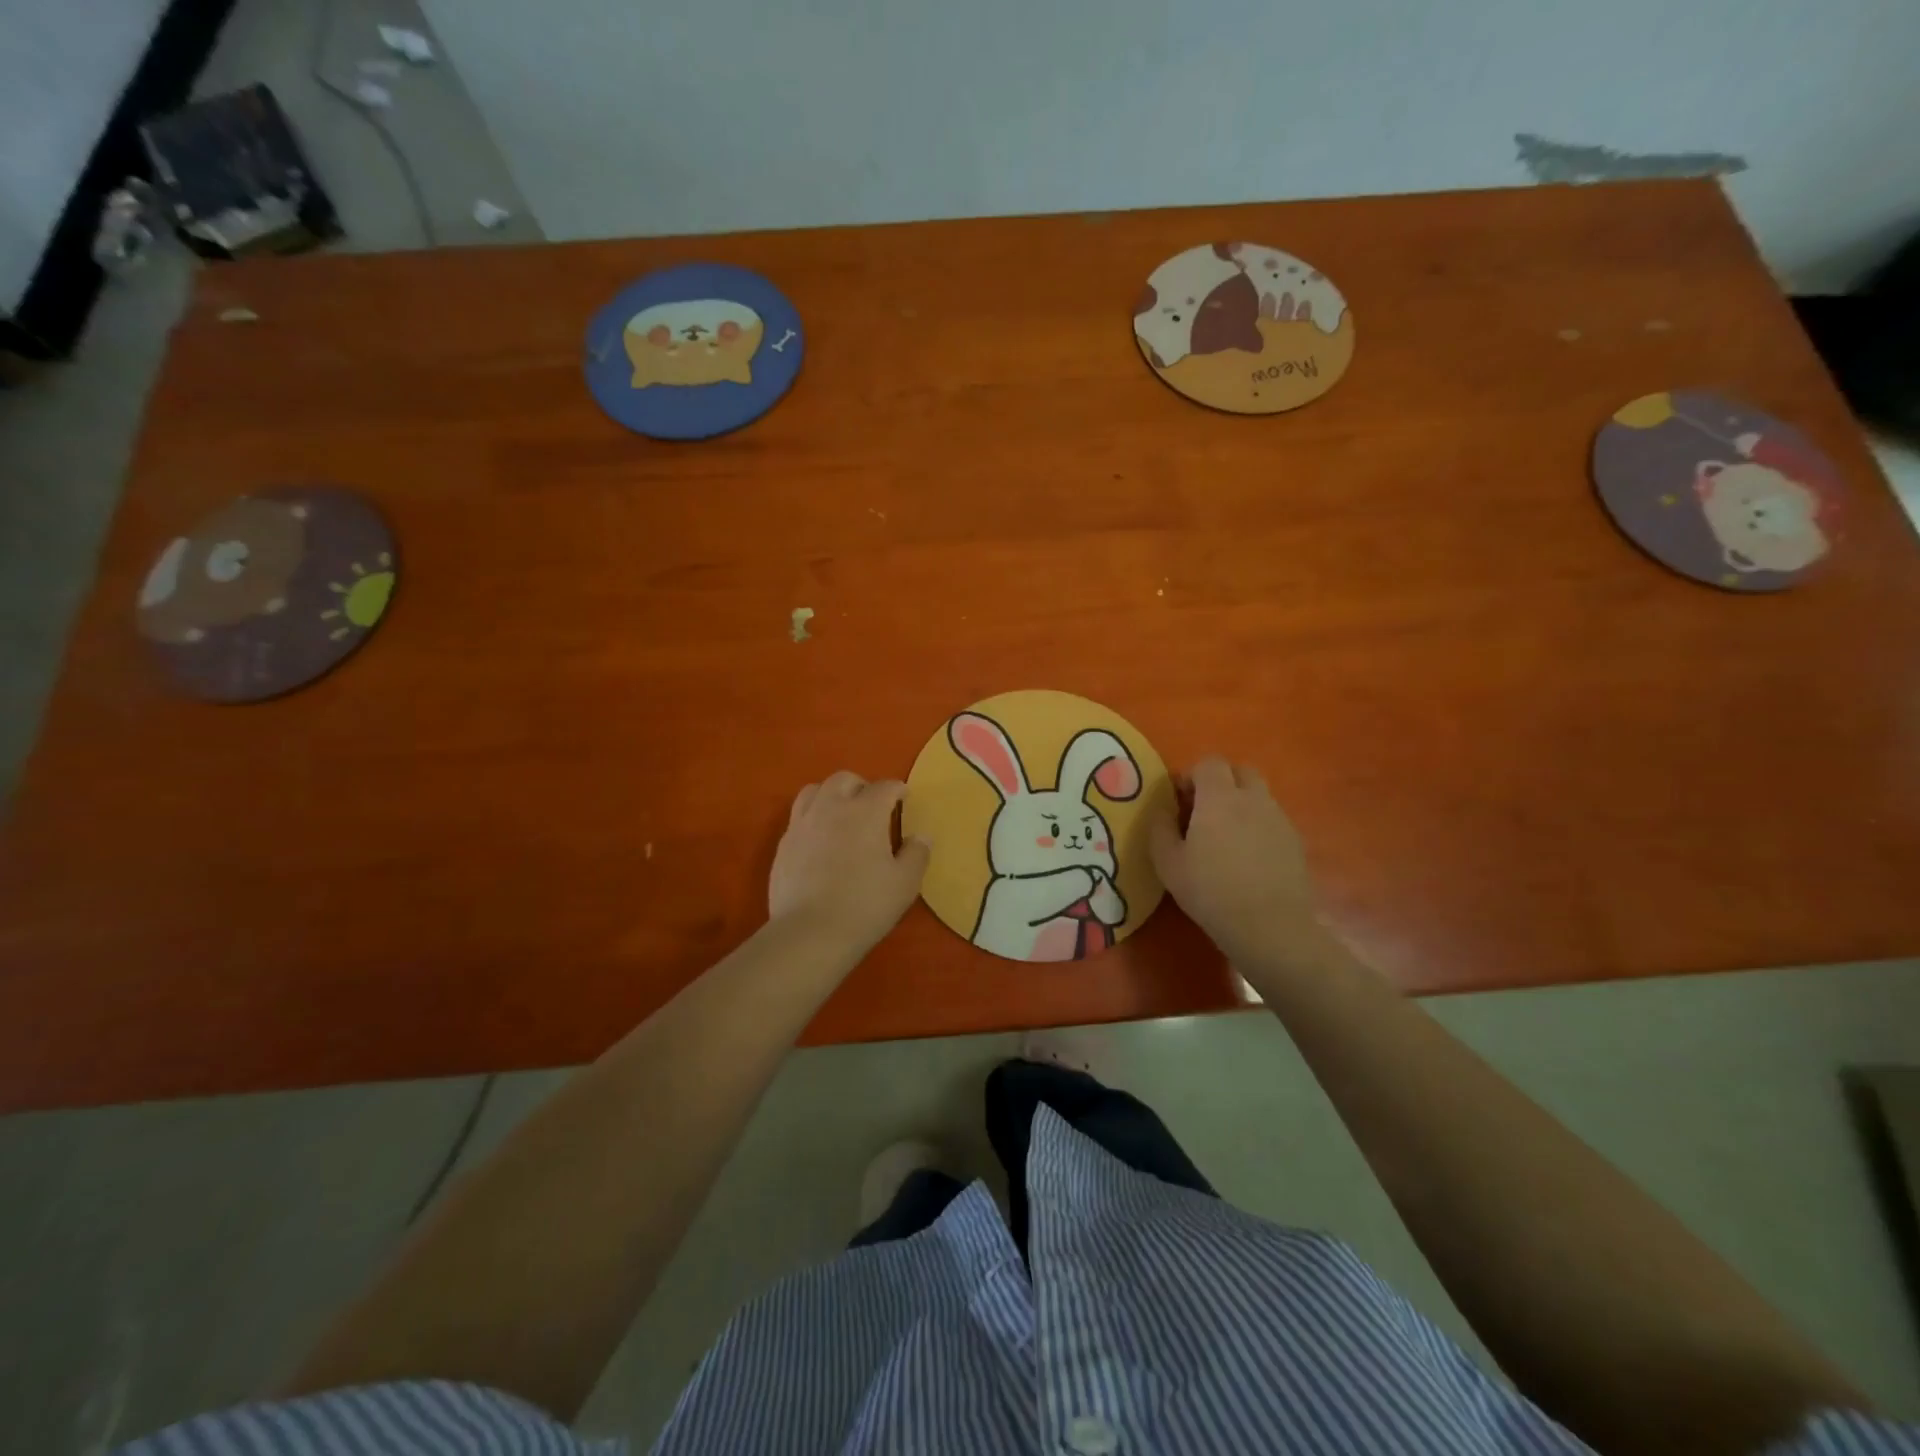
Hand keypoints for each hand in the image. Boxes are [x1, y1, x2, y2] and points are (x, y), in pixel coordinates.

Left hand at [770, 772, 929, 951]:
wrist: (810, 932)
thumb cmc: (865, 905)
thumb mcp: (905, 883)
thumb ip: (917, 854)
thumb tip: (921, 836)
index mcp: (865, 811)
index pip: (885, 787)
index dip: (898, 790)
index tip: (904, 798)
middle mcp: (831, 807)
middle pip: (845, 779)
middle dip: (862, 786)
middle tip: (872, 806)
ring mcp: (802, 823)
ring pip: (815, 790)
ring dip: (832, 795)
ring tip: (841, 815)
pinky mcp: (784, 844)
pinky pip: (799, 817)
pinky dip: (813, 818)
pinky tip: (820, 841)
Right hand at [1150, 757, 1318, 964]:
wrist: (1269, 926)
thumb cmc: (1210, 891)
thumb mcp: (1168, 862)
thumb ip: (1160, 828)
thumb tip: (1162, 808)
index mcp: (1220, 797)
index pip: (1209, 762)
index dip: (1192, 775)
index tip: (1180, 800)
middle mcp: (1253, 799)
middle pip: (1240, 771)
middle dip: (1220, 781)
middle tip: (1203, 810)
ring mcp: (1279, 819)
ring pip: (1258, 795)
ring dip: (1240, 803)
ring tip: (1225, 836)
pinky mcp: (1295, 841)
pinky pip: (1272, 819)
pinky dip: (1257, 826)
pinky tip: (1247, 857)